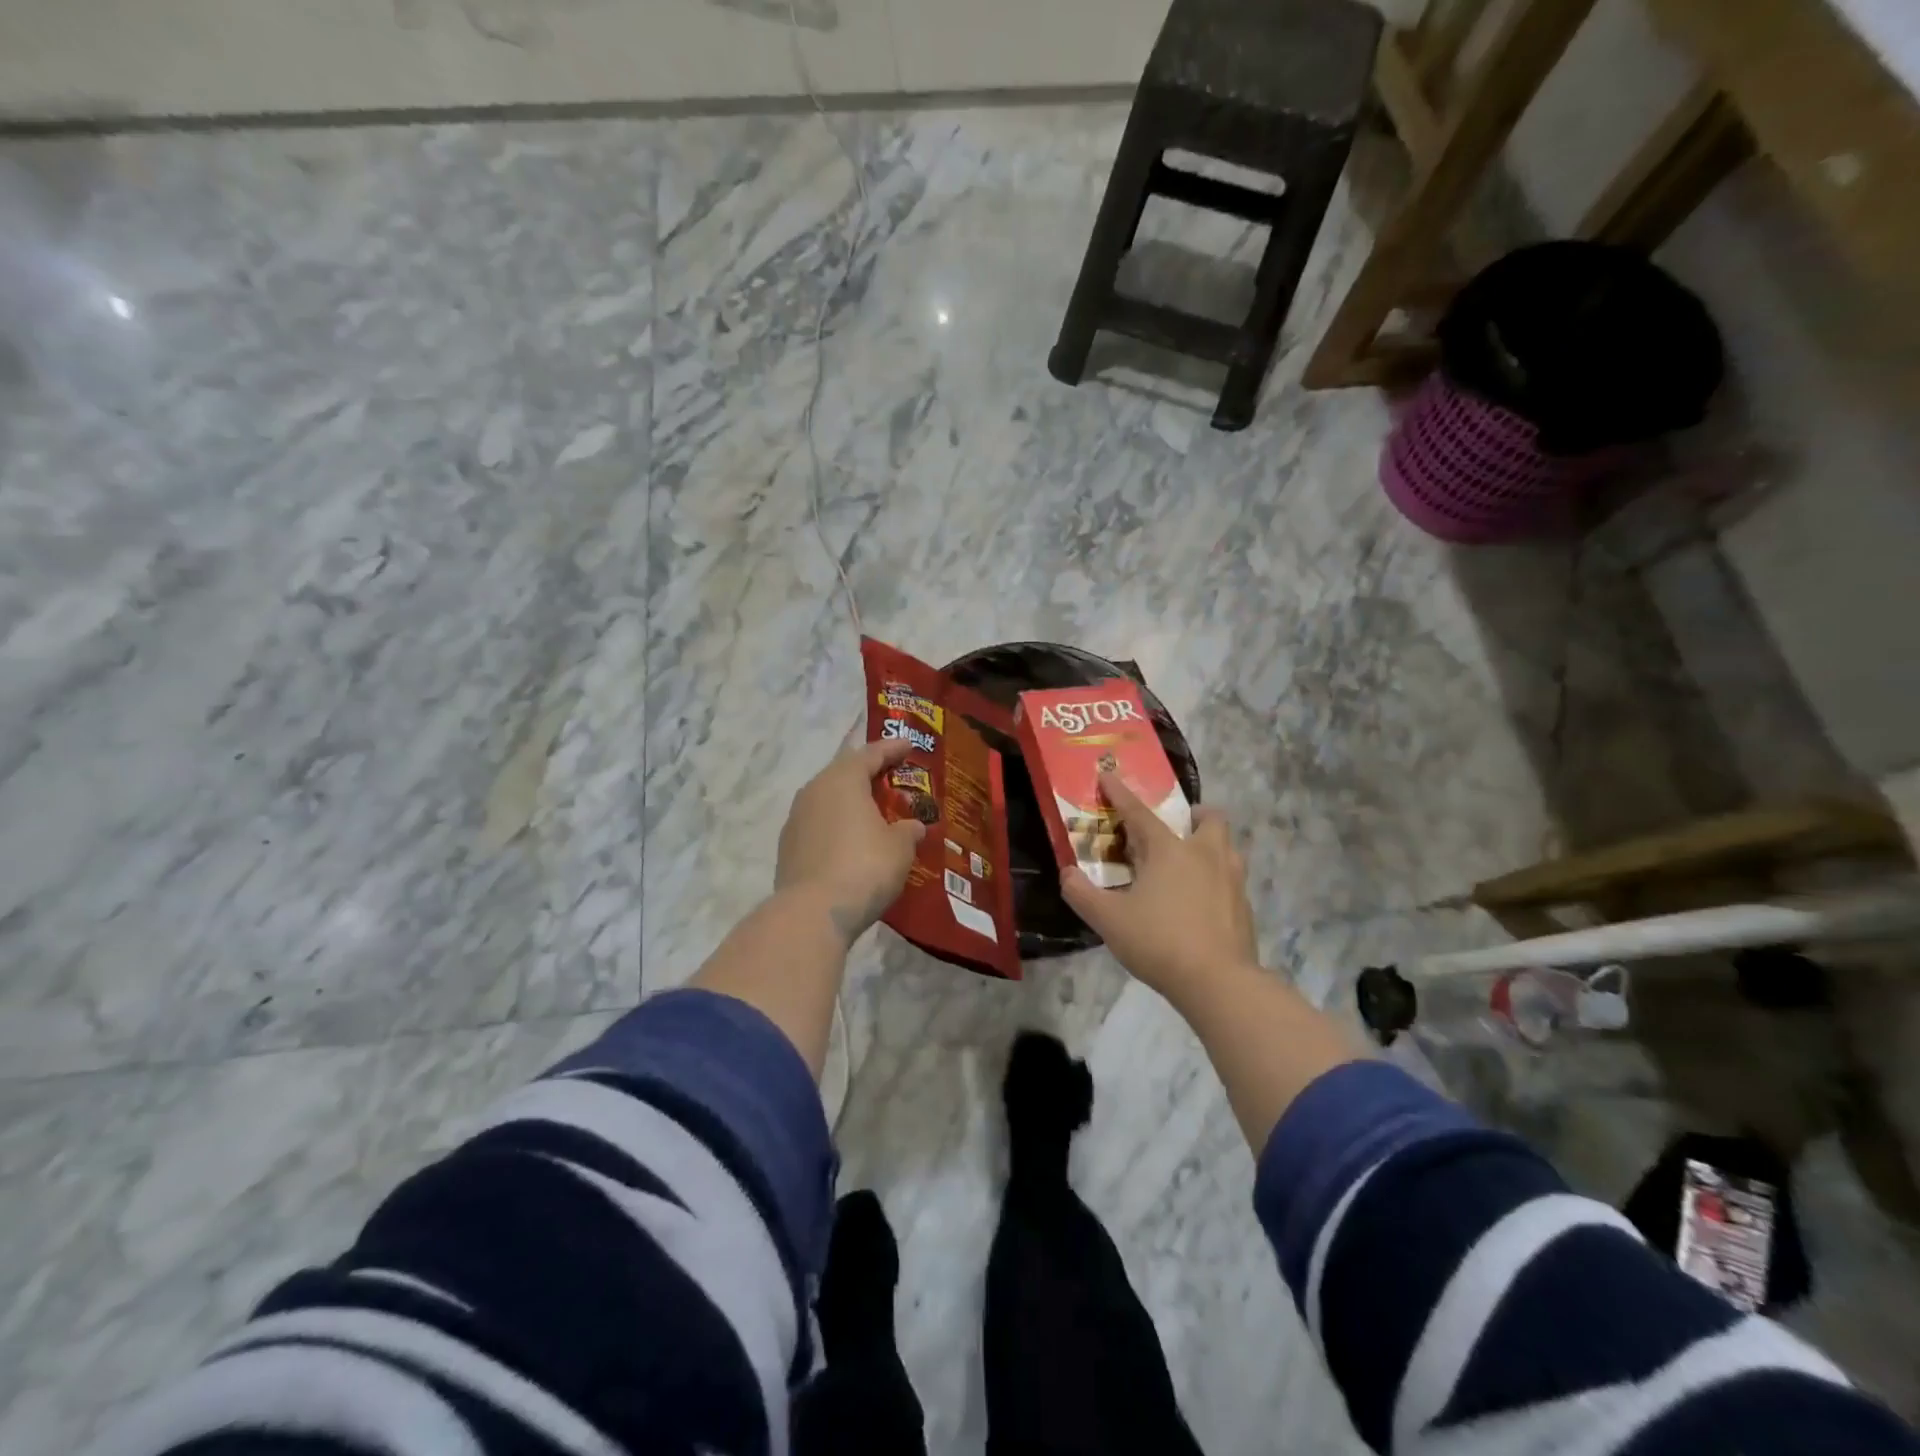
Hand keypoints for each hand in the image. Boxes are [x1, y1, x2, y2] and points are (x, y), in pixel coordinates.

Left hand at [776, 738, 927, 946]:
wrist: (813, 913)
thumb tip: (912, 827)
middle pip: (844, 773)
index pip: (870, 753)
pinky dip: (838, 826)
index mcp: (843, 780)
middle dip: (869, 774)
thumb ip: (908, 830)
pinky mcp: (788, 848)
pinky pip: (819, 825)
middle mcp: (814, 791)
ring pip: (828, 800)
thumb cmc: (865, 866)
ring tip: (874, 811)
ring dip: (850, 802)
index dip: (892, 749)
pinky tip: (852, 841)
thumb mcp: (900, 847)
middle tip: (892, 777)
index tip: (909, 745)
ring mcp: (796, 820)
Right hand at [1061, 772, 1258, 998]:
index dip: (1120, 794)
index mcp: (1169, 850)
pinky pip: (1232, 879)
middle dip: (1194, 815)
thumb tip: (1067, 875)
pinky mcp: (1245, 907)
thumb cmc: (1159, 942)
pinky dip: (1217, 880)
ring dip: (1210, 845)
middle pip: (1209, 819)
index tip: (1107, 775)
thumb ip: (1082, 894)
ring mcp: (1232, 880)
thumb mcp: (1108, 920)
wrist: (1219, 982)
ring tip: (1189, 864)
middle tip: (1175, 829)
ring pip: (1227, 847)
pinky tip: (1201, 903)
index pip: (1138, 813)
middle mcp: (1205, 855)